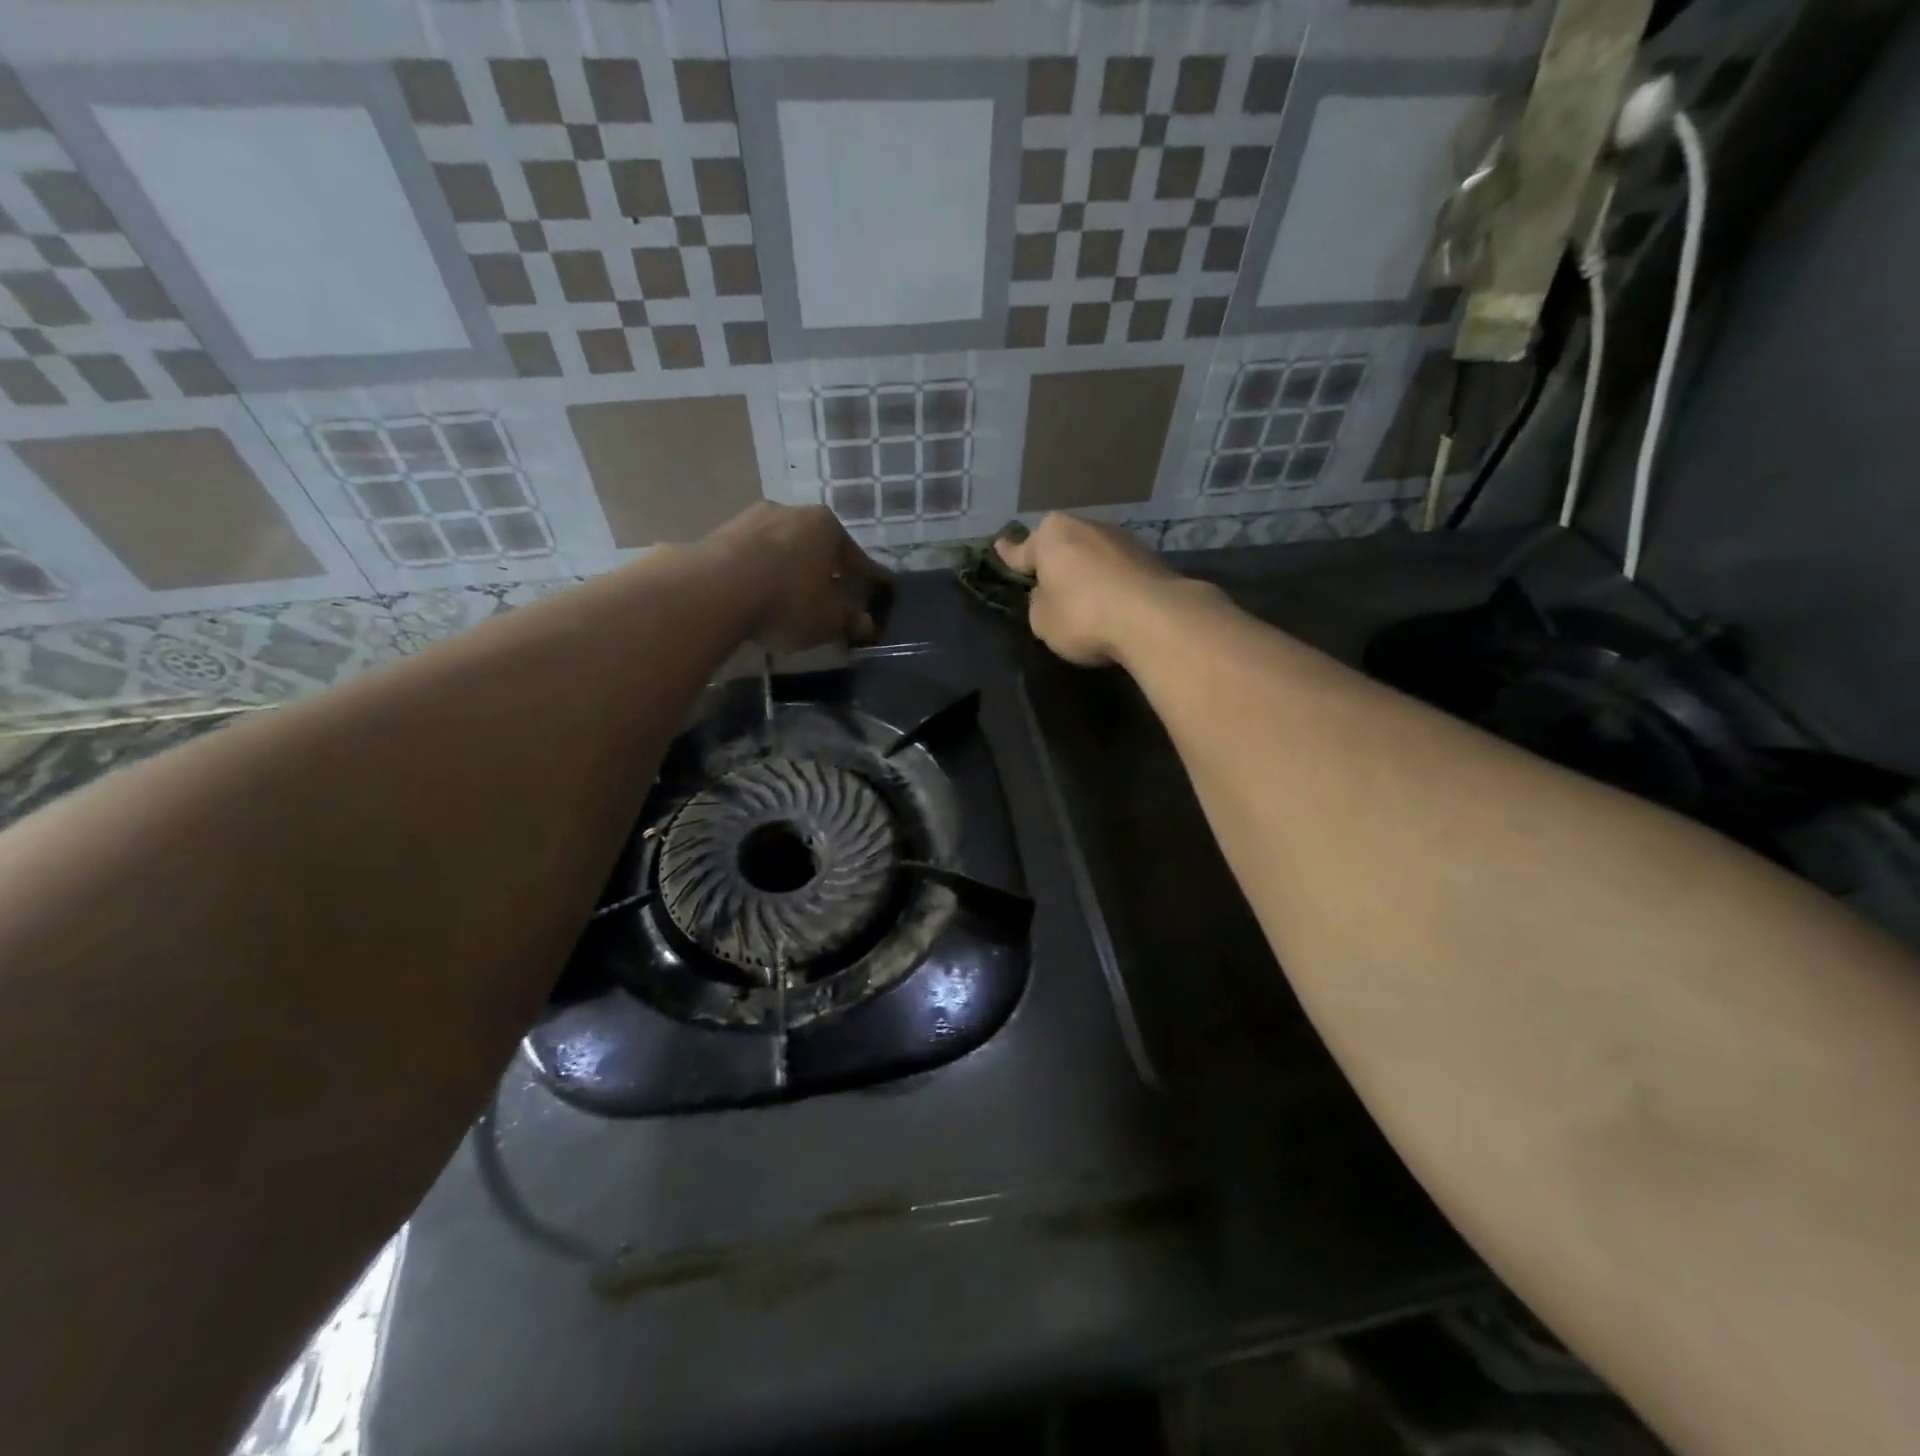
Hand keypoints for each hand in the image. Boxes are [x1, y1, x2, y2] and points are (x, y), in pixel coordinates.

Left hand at [703, 503, 891, 651]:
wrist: (715, 589)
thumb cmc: (788, 599)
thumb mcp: (828, 619)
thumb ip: (849, 619)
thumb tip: (866, 624)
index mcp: (827, 526)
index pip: (856, 557)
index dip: (868, 579)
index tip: (877, 592)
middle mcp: (791, 511)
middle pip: (816, 547)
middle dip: (824, 571)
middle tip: (831, 597)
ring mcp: (751, 519)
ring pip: (781, 549)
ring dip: (789, 571)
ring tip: (790, 599)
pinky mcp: (719, 534)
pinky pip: (752, 558)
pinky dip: (760, 574)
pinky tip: (759, 595)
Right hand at [994, 514, 1181, 667]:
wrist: (1153, 619)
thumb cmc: (1083, 615)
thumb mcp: (1042, 620)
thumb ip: (1039, 603)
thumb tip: (1051, 595)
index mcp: (1052, 536)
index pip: (1023, 549)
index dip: (1009, 554)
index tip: (1000, 547)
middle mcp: (1087, 527)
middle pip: (1063, 547)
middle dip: (1056, 563)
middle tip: (1048, 584)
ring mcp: (1123, 540)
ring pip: (1093, 556)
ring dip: (1087, 573)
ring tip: (1085, 599)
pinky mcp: (1150, 559)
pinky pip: (1118, 572)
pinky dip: (1112, 585)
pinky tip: (1113, 605)